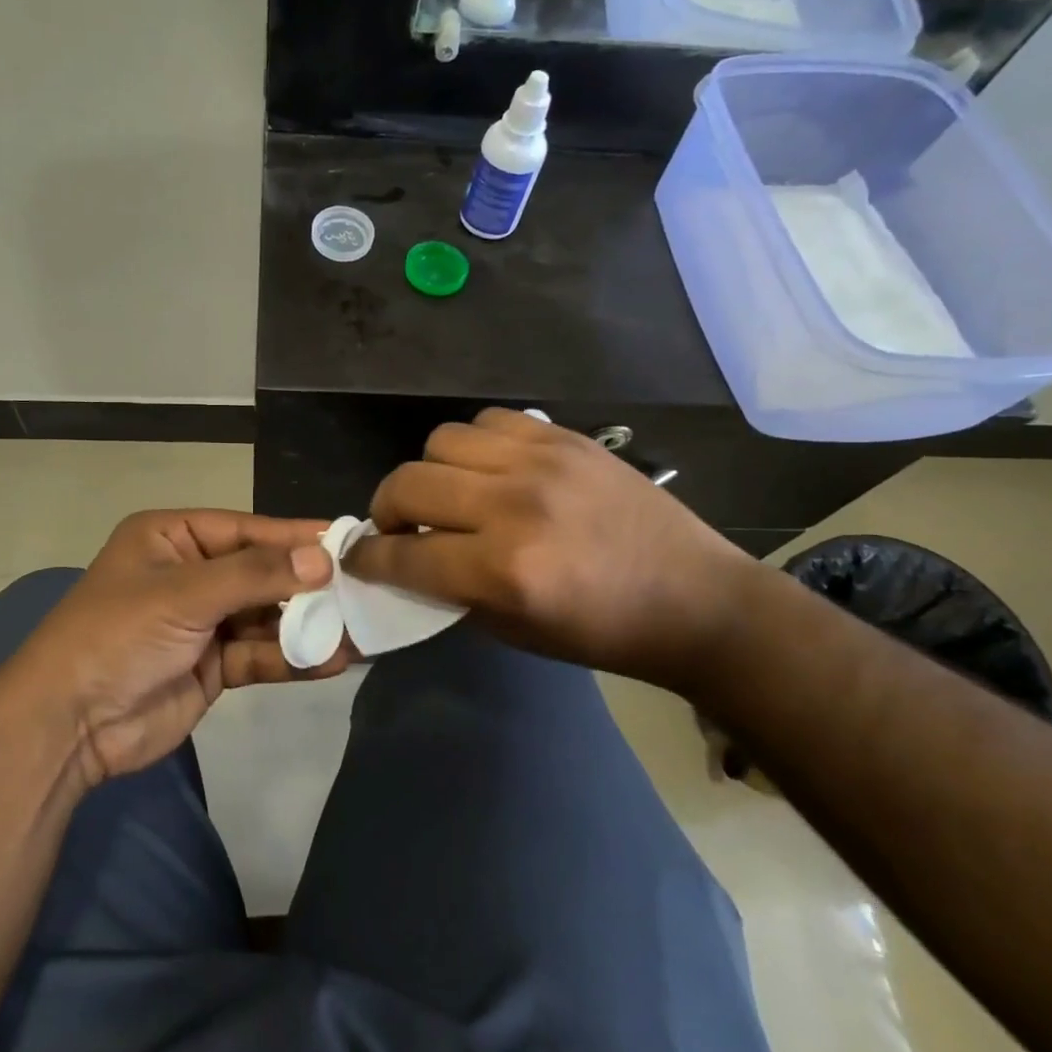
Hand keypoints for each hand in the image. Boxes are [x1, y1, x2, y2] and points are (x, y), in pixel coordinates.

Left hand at [1, 510, 347, 787]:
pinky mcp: (213, 666)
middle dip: (307, 586)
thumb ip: (255, 575)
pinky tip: (331, 661)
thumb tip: (322, 560)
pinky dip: (292, 657)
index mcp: (173, 538)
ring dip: (307, 625)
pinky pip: (260, 654)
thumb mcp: (184, 594)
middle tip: (362, 590)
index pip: (247, 530)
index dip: (295, 537)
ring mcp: (203, 622)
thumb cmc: (118, 635)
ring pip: (266, 616)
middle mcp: (191, 574)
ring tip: (359, 631)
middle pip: (262, 573)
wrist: (67, 726)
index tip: (346, 541)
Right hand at [345, 409, 759, 691]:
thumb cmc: (602, 631)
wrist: (693, 597)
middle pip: (408, 484)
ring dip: (431, 472)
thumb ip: (451, 590)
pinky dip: (475, 445)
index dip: (368, 559)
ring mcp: (541, 463)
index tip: (358, 558)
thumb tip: (406, 559)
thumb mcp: (514, 630)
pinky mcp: (564, 438)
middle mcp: (514, 507)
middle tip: (399, 528)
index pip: (402, 555)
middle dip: (385, 511)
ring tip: (450, 495)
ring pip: (442, 441)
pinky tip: (490, 470)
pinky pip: (490, 420)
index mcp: (504, 571)